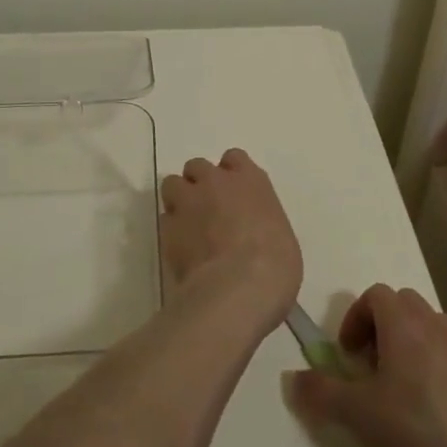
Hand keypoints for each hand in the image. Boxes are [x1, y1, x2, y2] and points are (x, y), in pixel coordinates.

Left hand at [159, 149, 302, 331]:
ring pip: (173, 185)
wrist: (238, 288)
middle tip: (207, 208)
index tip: (234, 192)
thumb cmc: (274, 264)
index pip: (234, 158)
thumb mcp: (281, 238)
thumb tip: (252, 234)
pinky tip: (182, 250)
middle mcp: (215, 182)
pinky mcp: (167, 228)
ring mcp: (188, 202)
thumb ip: (261, 223)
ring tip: (188, 224)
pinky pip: (165, 220)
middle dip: (200, 183)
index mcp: (250, 180)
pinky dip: (171, 230)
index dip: (231, 173)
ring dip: (179, 199)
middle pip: (198, 167)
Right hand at [288, 284, 446, 446]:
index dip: (355, 318)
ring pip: (425, 325)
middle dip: (380, 326)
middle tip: (369, 364)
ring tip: (395, 383)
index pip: (375, 294)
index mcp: (401, 321)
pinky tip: (424, 404)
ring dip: (406, 342)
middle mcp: (430, 322)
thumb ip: (322, 392)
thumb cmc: (416, 422)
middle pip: (401, 304)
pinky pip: (445, 350)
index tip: (347, 353)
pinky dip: (429, 362)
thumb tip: (292, 378)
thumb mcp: (358, 412)